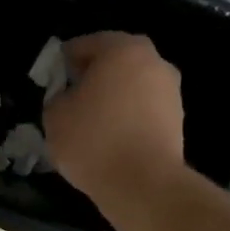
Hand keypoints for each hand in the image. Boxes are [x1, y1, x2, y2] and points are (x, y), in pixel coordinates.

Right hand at [44, 33, 184, 202]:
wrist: (144, 186)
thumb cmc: (94, 140)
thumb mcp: (55, 114)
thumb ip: (58, 95)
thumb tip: (69, 96)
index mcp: (122, 49)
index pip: (83, 45)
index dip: (62, 63)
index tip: (51, 84)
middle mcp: (153, 61)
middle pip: (113, 62)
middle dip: (91, 77)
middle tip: (70, 100)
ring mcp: (170, 90)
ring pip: (131, 85)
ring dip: (112, 97)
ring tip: (91, 123)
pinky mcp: (178, 119)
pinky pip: (143, 109)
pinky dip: (128, 117)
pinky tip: (111, 138)